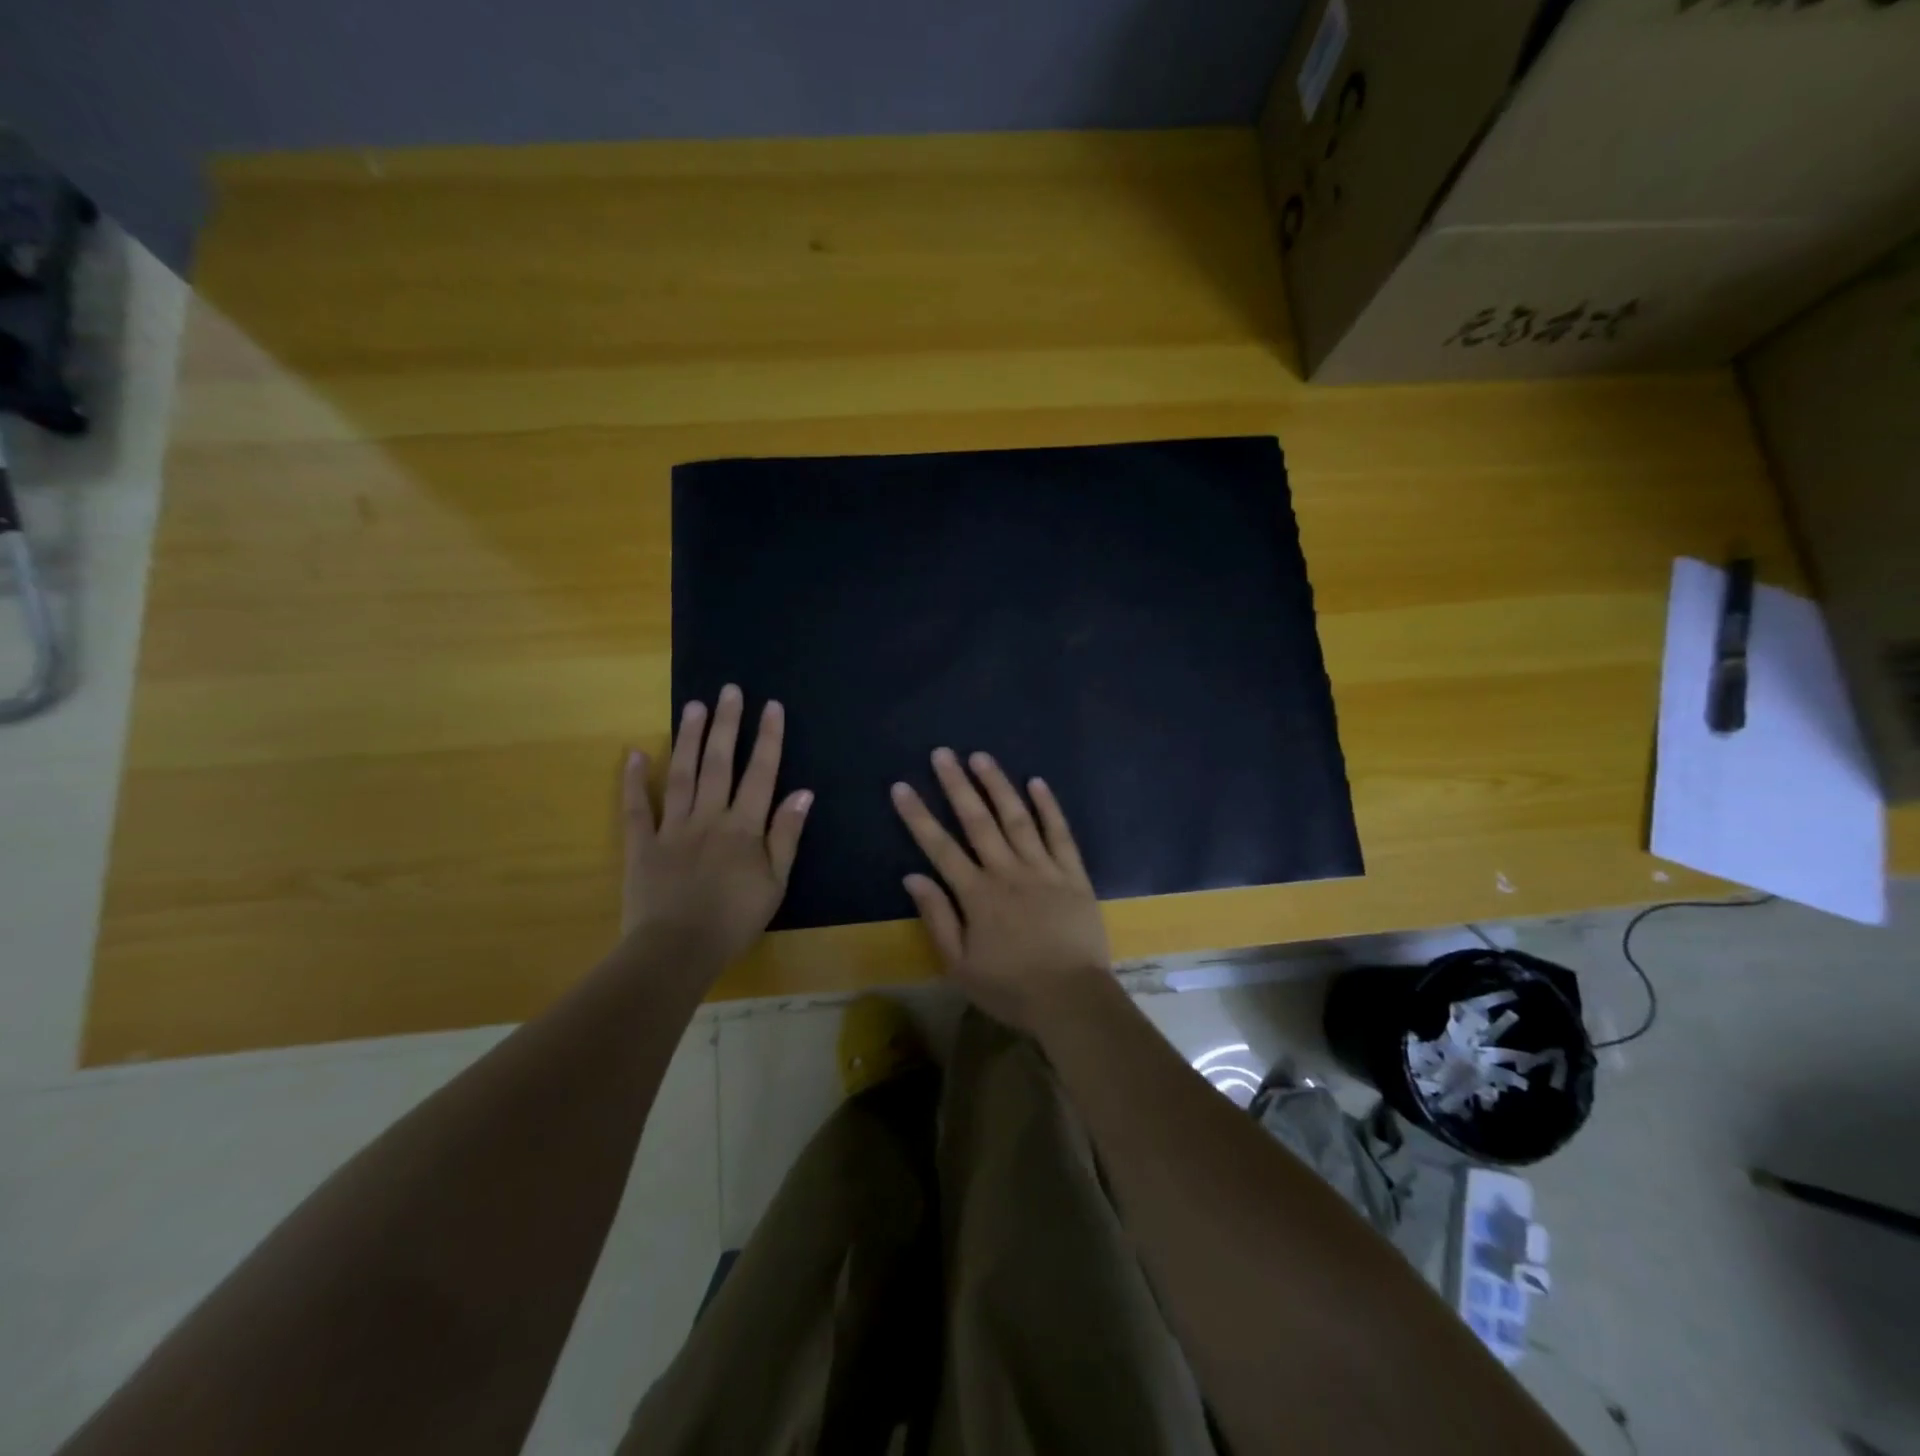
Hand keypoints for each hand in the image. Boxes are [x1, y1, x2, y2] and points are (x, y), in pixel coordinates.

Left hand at [622, 684, 812, 968]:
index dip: (767, 738)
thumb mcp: (775, 883)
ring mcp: (671, 828)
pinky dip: (634, 780)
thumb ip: (787, 836)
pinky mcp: (641, 845)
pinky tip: (634, 753)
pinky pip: (636, 808)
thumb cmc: (734, 920)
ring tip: (693, 705)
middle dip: (725, 724)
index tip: (771, 706)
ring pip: (680, 775)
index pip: (760, 773)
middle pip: (718, 763)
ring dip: (687, 738)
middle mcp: (708, 817)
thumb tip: (803, 792)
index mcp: (744, 827)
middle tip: (728, 690)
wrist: (676, 951)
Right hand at [891, 747, 1112, 1035]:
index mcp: (977, 895)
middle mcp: (1007, 872)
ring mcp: (1043, 869)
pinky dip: (1049, 807)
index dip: (918, 816)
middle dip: (957, 785)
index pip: (940, 847)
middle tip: (942, 753)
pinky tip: (1037, 783)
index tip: (902, 787)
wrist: (1073, 1000)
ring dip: (998, 786)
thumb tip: (913, 877)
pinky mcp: (1073, 874)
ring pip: (1017, 818)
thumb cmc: (1012, 988)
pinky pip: (1060, 834)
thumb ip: (937, 919)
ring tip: (981, 757)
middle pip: (977, 821)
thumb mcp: (960, 966)